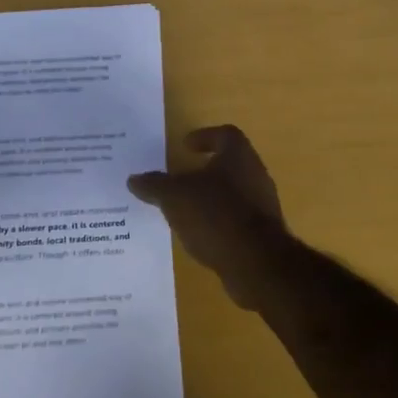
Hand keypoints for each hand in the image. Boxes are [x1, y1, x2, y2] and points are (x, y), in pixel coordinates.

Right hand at [127, 125, 294, 308]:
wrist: (257, 263)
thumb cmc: (216, 215)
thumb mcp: (175, 197)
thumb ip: (154, 185)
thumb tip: (134, 179)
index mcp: (239, 155)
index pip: (225, 134)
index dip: (205, 137)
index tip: (185, 146)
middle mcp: (255, 174)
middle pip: (230, 164)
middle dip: (205, 170)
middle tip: (180, 178)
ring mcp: (262, 205)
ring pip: (233, 193)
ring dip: (211, 197)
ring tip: (185, 209)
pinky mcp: (263, 233)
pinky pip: (236, 219)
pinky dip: (218, 222)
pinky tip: (200, 235)